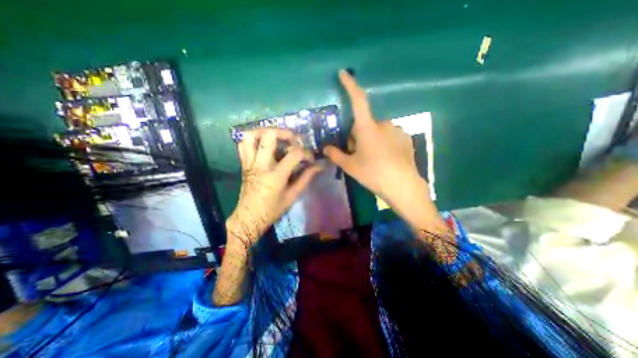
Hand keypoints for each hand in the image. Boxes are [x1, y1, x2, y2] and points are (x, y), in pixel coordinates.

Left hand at [226, 128, 321, 246]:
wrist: (249, 217)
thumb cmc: (272, 209)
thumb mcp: (292, 195)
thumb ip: (306, 178)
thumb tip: (319, 166)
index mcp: (275, 175)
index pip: (294, 154)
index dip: (306, 153)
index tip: (310, 159)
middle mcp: (261, 164)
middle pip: (269, 136)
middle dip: (285, 133)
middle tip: (293, 141)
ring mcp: (249, 162)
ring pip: (251, 136)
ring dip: (265, 132)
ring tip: (276, 137)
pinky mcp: (243, 163)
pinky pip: (243, 144)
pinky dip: (253, 139)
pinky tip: (264, 144)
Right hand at [322, 70, 430, 208]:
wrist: (402, 186)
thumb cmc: (373, 173)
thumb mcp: (350, 166)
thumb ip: (336, 155)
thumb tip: (325, 149)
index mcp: (367, 128)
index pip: (358, 100)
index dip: (350, 85)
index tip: (344, 73)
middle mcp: (383, 124)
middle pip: (364, 125)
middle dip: (357, 137)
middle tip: (357, 155)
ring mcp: (397, 130)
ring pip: (377, 132)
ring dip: (370, 141)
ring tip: (372, 161)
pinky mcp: (406, 138)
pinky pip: (389, 137)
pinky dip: (383, 144)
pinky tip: (386, 160)